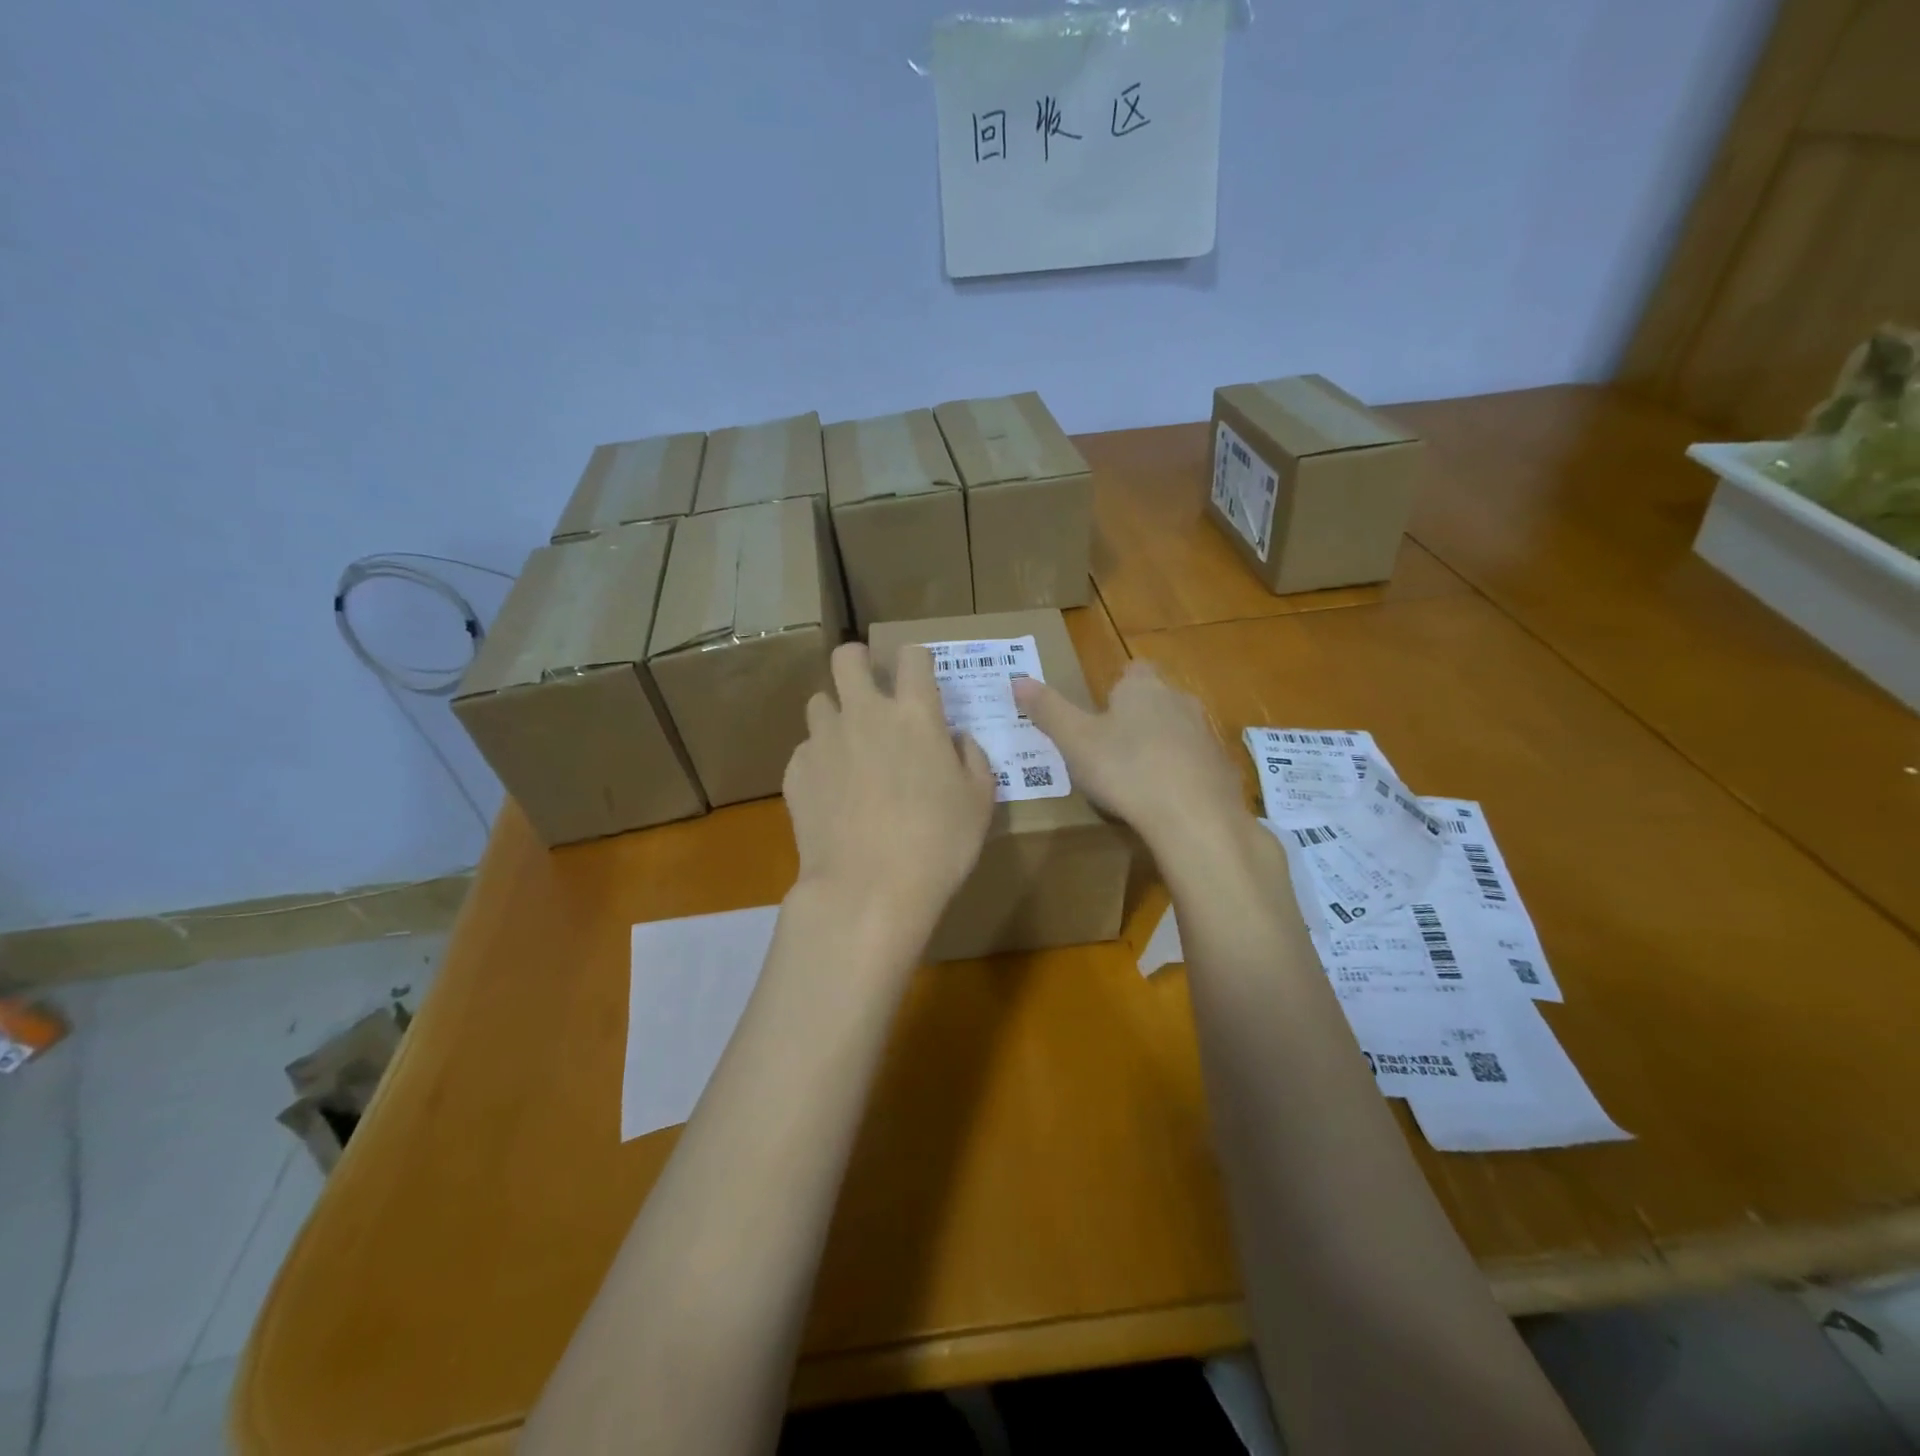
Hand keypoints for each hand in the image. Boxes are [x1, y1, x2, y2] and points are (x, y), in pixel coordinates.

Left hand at [784, 642, 996, 931]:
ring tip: (850, 748)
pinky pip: (806, 750)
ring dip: (836, 714)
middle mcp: (864, 713)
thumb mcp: (979, 801)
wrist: (868, 889)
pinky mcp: (796, 771)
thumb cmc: (938, 844)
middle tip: (871, 689)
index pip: (912, 656)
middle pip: (847, 657)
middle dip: (859, 662)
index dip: (917, 661)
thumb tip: (956, 740)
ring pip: (819, 702)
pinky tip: (832, 793)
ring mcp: (824, 740)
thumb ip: (972, 758)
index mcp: (914, 714)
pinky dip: (819, 760)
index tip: (920, 680)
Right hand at [1012, 661, 1247, 851]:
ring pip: (1179, 731)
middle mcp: (1179, 701)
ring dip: (1161, 747)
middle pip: (1157, 699)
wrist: (1194, 816)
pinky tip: (1164, 802)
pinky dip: (1181, 776)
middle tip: (1111, 748)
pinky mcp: (1223, 769)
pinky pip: (1196, 765)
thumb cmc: (1125, 769)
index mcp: (1142, 688)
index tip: (1101, 712)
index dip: (1118, 687)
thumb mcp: (1074, 740)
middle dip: (1138, 718)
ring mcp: (1206, 735)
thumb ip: (1047, 709)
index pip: (1133, 670)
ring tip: (1136, 778)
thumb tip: (1017, 679)